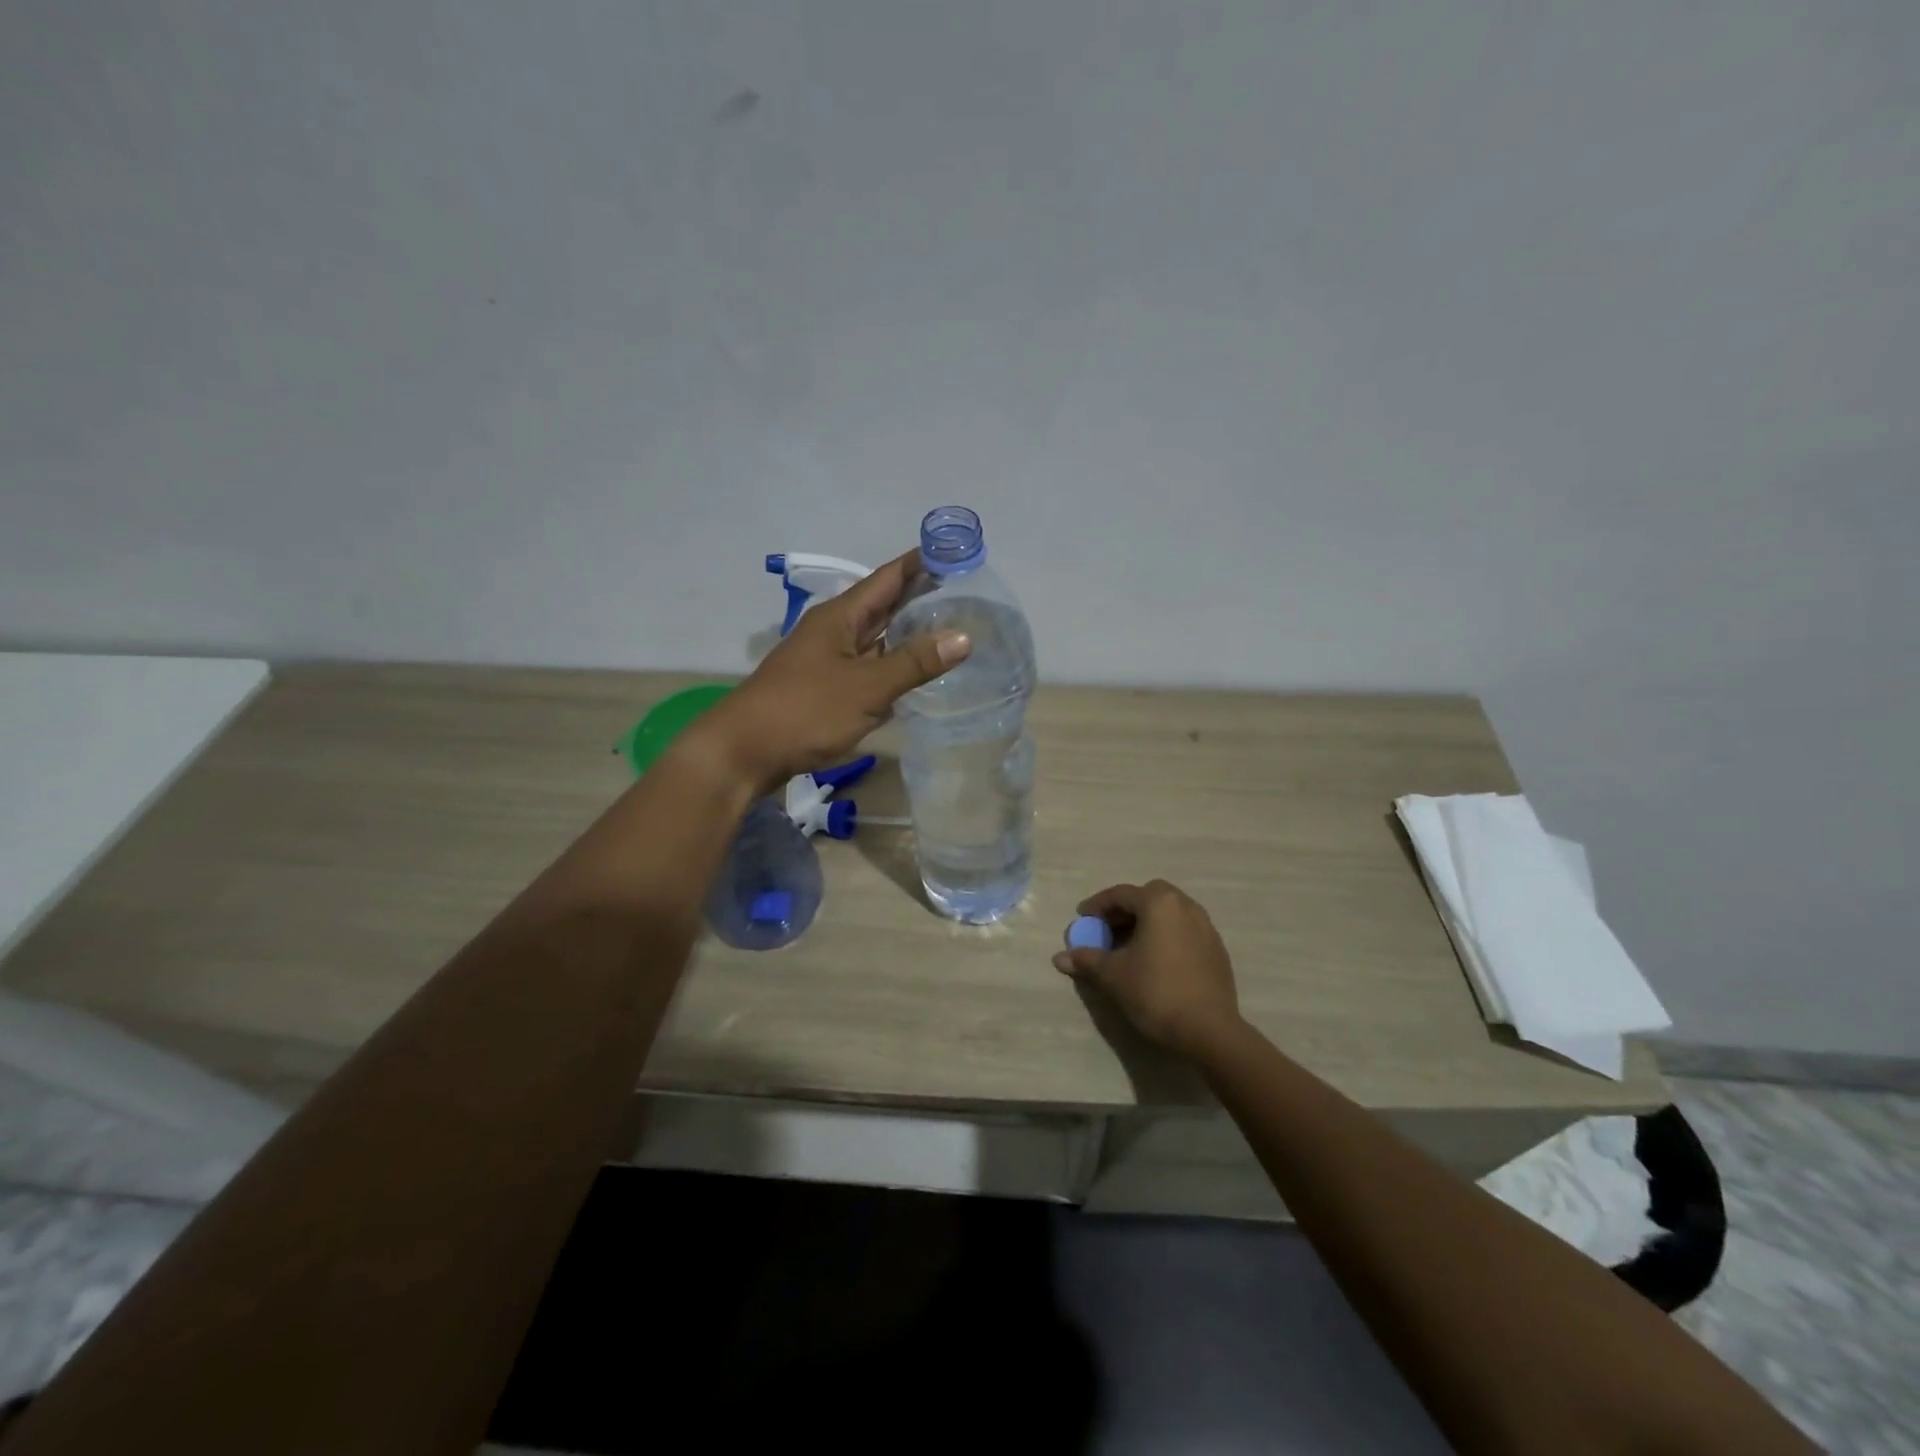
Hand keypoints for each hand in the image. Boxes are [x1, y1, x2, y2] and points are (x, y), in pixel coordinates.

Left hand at [697, 548, 970, 792]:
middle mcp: (833, 631)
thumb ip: (914, 663)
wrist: (743, 752)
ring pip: (874, 639)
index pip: (887, 578)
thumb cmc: (805, 711)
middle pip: (882, 606)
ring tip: (948, 630)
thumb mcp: (866, 687)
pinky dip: (890, 667)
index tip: (955, 553)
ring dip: (906, 634)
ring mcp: (826, 661)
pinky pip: (866, 668)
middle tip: (964, 594)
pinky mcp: (823, 689)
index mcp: (840, 617)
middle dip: (919, 598)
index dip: (920, 564)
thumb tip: (964, 637)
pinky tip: (912, 676)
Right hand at [1052, 880, 1242, 1060]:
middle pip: (1148, 897)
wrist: (1208, 1030)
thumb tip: (1058, 958)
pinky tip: (1155, 961)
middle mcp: (1185, 906)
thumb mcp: (1113, 975)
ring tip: (1129, 946)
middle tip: (1107, 929)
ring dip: (1146, 922)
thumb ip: (1086, 959)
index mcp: (1159, 903)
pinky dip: (1166, 936)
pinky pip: (1184, 931)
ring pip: (1169, 913)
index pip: (1121, 894)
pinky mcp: (1216, 950)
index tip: (1082, 919)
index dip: (1097, 906)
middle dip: (1125, 910)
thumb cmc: (1155, 992)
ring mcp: (1206, 927)